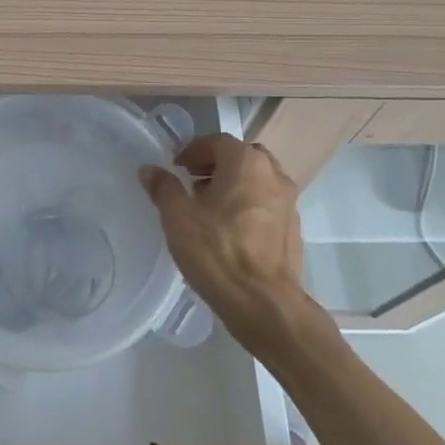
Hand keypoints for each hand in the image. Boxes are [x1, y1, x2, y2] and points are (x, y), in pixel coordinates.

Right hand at [141, 135, 314, 351]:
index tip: (177, 165)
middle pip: (242, 156)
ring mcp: (289, 201)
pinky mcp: (294, 228)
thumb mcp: (178, 217)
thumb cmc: (217, 251)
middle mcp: (273, 174)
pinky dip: (248, 204)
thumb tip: (150, 170)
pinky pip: (267, 203)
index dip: (194, 150)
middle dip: (217, 164)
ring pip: (257, 180)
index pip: (218, 141)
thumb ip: (164, 188)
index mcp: (246, 162)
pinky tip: (231, 229)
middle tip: (193, 180)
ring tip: (210, 207)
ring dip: (234, 184)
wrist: (263, 303)